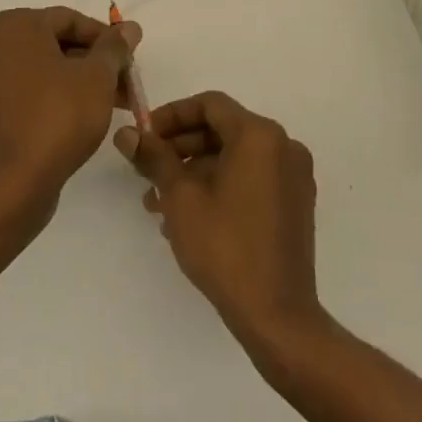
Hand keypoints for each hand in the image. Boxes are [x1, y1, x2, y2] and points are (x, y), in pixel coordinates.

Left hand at [0, 6, 141, 217]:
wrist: (12, 181)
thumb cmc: (58, 115)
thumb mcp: (97, 77)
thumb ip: (114, 48)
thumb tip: (129, 27)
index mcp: (16, 25)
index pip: (70, 20)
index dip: (106, 39)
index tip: (129, 61)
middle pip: (54, 45)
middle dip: (93, 64)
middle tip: (124, 85)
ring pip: (40, 71)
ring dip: (75, 83)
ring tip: (109, 106)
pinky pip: (24, 95)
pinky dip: (50, 100)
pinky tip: (76, 121)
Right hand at [116, 91, 325, 350]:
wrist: (278, 317)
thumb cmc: (225, 247)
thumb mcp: (179, 197)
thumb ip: (154, 157)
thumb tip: (126, 133)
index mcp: (259, 135)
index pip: (209, 105)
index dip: (172, 115)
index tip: (145, 136)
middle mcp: (283, 146)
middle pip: (222, 130)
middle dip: (180, 148)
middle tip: (147, 171)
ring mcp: (293, 176)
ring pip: (234, 157)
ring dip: (195, 172)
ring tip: (159, 203)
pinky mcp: (296, 204)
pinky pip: (251, 178)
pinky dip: (220, 186)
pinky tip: (189, 217)